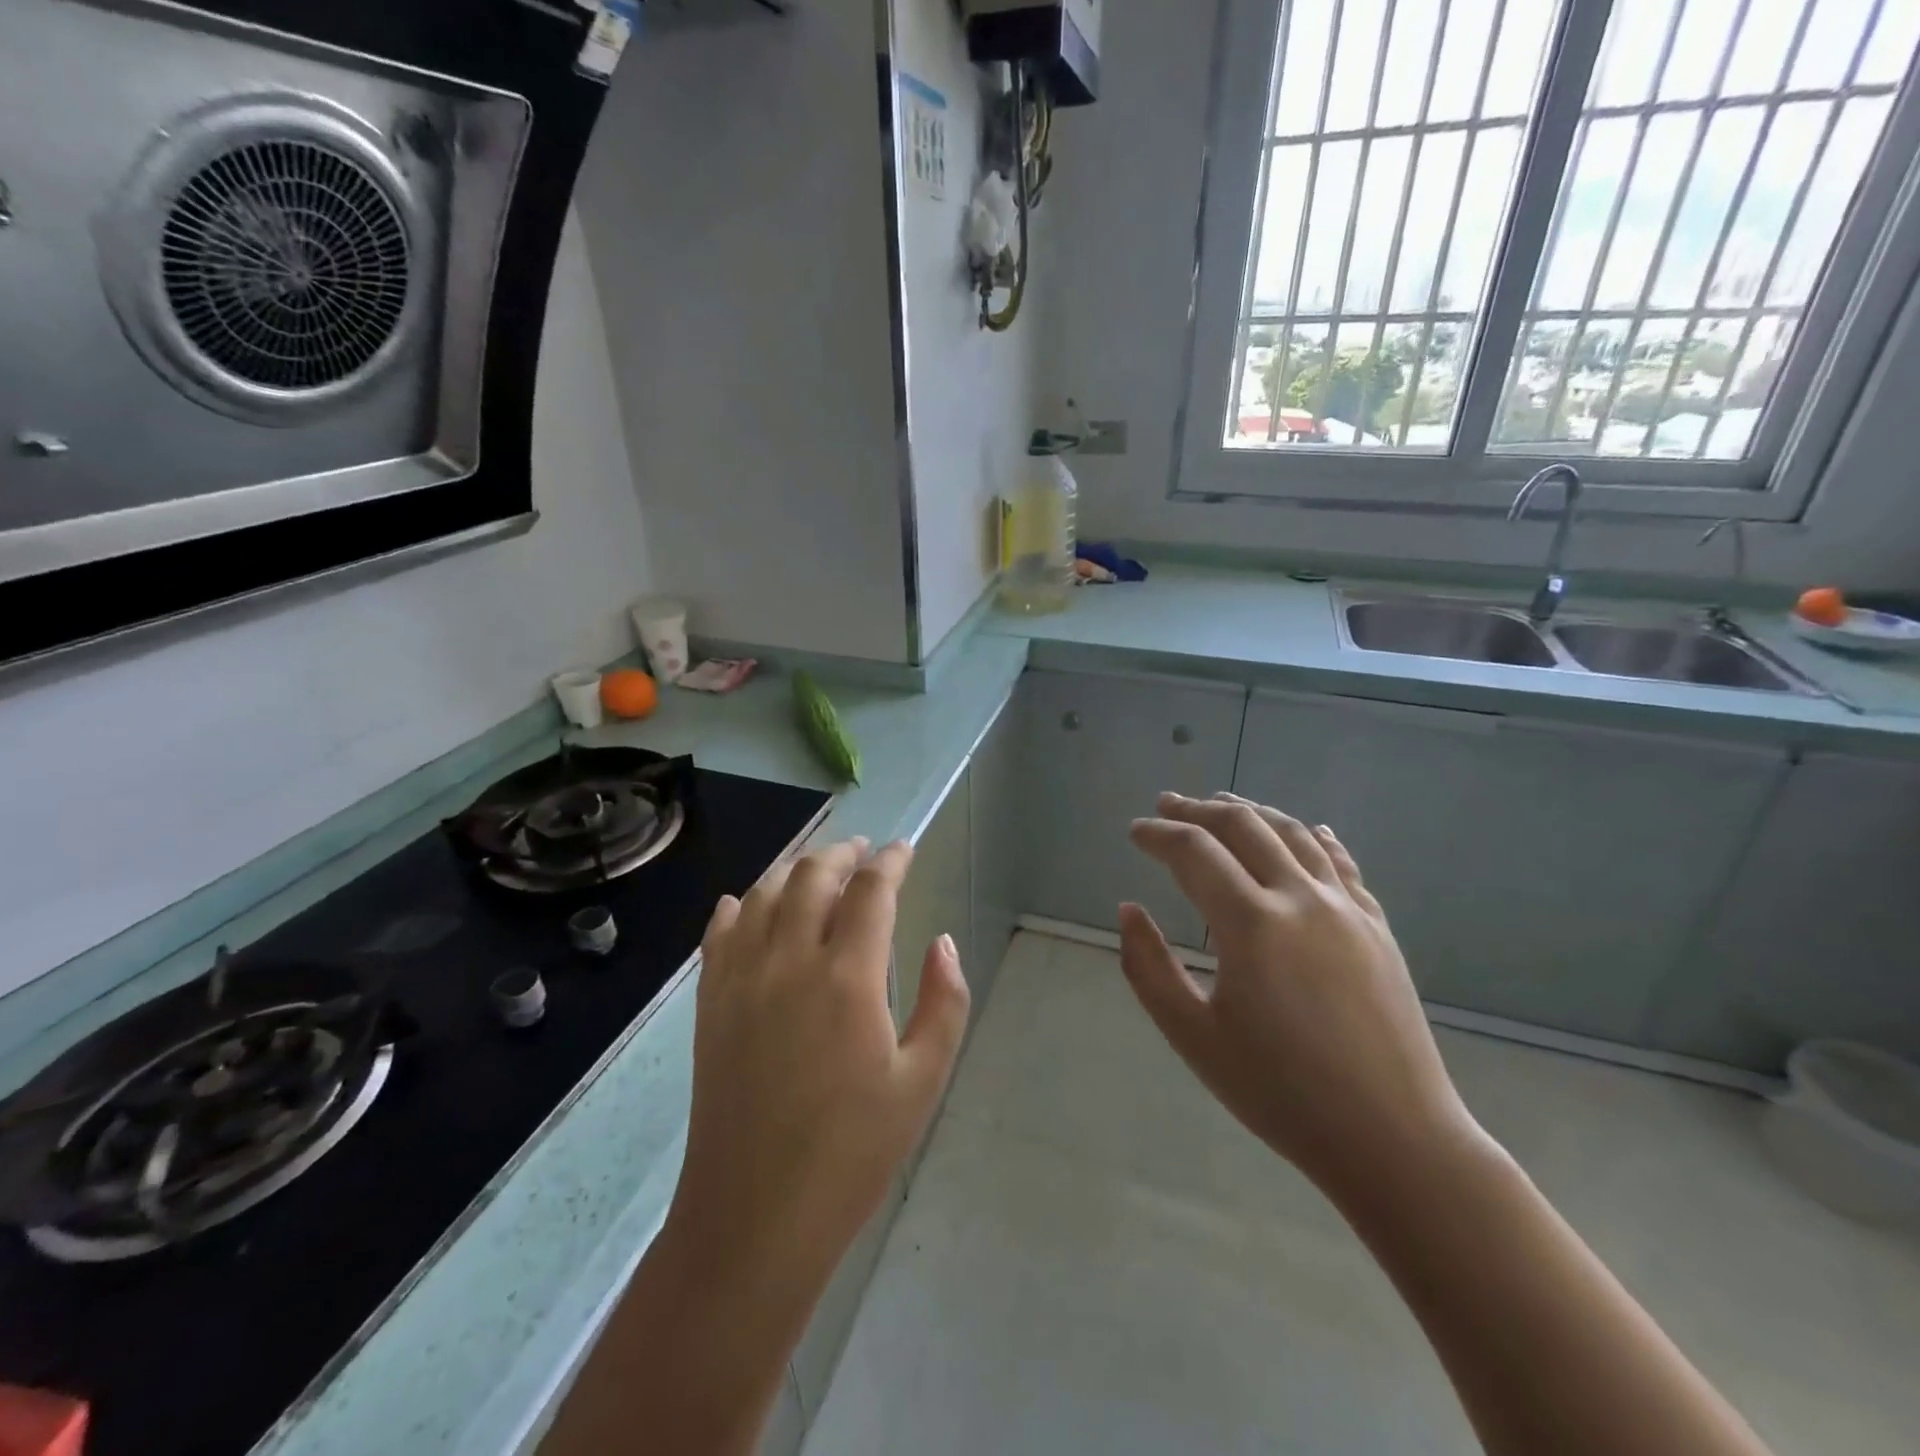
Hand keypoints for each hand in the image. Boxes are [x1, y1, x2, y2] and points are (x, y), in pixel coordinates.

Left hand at [667, 838, 970, 1288]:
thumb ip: (944, 1002)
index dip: (890, 861)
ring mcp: (741, 980)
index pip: (870, 891)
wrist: (754, 1218)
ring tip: (815, 867)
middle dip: (841, 854)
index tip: (904, 849)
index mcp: (847, 977)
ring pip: (762, 894)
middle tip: (862, 850)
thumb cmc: (852, 1153)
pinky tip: (744, 902)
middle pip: (812, 877)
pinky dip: (736, 906)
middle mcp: (789, 961)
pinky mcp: (710, 1005)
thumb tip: (942, 943)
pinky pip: (719, 934)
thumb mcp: (922, 1081)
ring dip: (792, 869)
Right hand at [1121, 792, 1482, 1203]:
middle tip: (1167, 805)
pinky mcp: (1377, 927)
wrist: (1394, 1139)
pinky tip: (1305, 831)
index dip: (1158, 834)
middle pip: (1243, 827)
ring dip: (1252, 811)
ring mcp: (1346, 909)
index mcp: (1251, 924)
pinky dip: (1312, 838)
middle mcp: (1300, 898)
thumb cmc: (1281, 1093)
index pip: (1194, 852)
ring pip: (1293, 834)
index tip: (1135, 831)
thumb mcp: (1193, 1037)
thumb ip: (1148, 968)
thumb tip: (1128, 910)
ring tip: (1223, 804)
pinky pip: (1341, 863)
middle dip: (1198, 810)